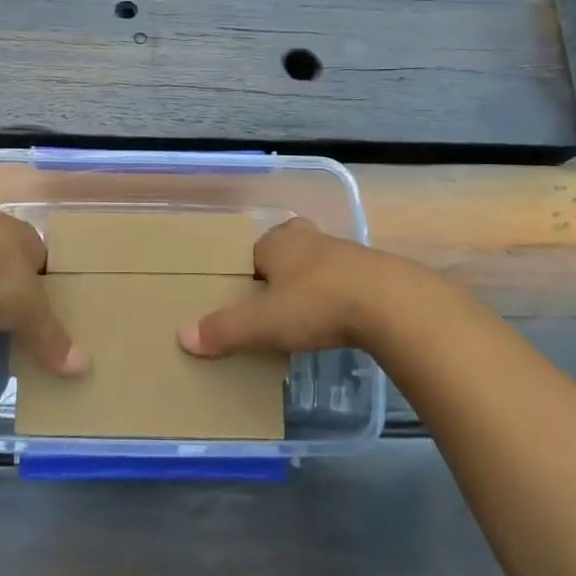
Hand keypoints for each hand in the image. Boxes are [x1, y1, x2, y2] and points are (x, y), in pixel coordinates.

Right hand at [177, 218, 416, 358]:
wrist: (392, 304)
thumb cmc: (318, 303)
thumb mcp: (264, 323)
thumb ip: (225, 330)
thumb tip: (183, 337)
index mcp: (277, 241)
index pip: (250, 252)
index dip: (244, 275)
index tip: (242, 300)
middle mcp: (307, 238)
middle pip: (283, 252)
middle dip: (277, 272)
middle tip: (270, 303)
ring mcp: (342, 252)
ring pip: (314, 264)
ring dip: (308, 284)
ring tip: (302, 315)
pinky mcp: (371, 271)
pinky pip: (342, 280)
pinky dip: (335, 296)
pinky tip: (336, 319)